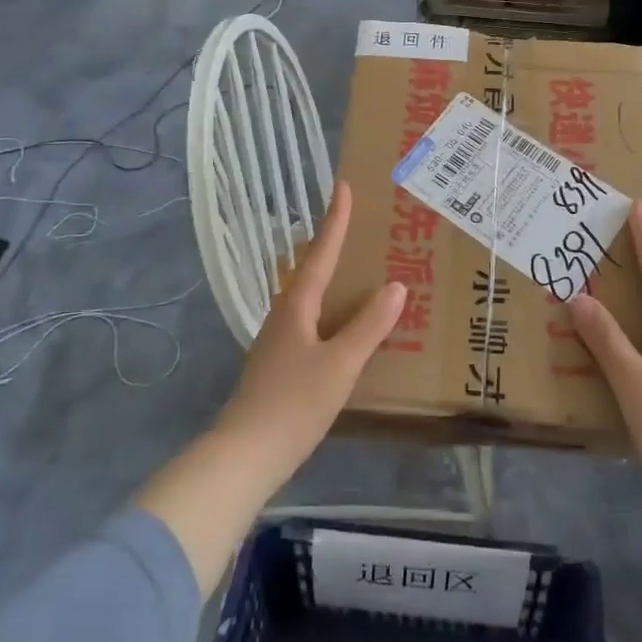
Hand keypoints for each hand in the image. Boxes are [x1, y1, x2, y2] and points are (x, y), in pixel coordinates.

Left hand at [214, 181, 404, 484]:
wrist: (245, 455)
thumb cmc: (294, 404)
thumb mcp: (340, 364)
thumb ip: (369, 326)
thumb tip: (397, 286)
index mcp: (296, 307)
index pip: (320, 253)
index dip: (334, 221)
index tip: (343, 186)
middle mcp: (284, 315)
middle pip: (310, 270)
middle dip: (332, 245)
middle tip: (358, 226)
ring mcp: (279, 341)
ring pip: (309, 297)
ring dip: (332, 278)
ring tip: (358, 270)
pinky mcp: (280, 365)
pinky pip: (311, 322)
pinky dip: (331, 310)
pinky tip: (344, 325)